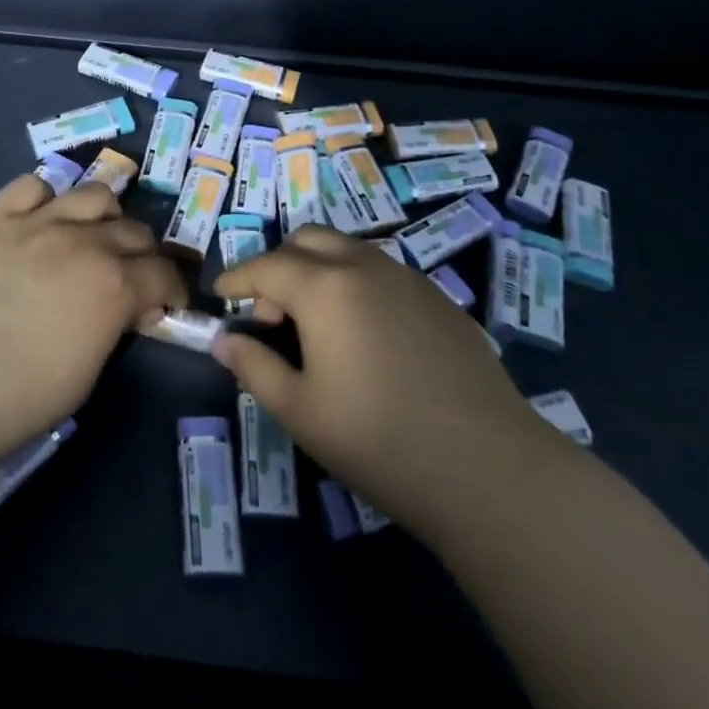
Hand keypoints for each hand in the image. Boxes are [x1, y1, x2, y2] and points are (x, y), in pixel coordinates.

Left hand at [0, 175, 186, 467]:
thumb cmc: (21, 397)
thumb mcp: (88, 370)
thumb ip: (111, 325)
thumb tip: (119, 310)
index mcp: (115, 284)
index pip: (164, 273)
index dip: (172, 288)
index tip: (165, 303)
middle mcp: (84, 242)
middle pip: (134, 229)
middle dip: (142, 253)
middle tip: (130, 275)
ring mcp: (37, 223)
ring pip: (92, 194)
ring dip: (103, 215)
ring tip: (90, 236)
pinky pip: (30, 186)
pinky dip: (43, 199)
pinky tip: (38, 220)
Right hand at [213, 226, 552, 540]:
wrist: (488, 468)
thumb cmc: (378, 440)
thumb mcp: (300, 411)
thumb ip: (254, 367)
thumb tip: (225, 340)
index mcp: (325, 288)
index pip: (266, 266)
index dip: (237, 277)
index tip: (220, 295)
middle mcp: (365, 267)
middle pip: (308, 240)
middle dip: (279, 264)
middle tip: (273, 315)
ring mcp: (409, 279)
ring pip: (349, 250)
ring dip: (320, 270)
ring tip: (318, 326)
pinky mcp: (440, 300)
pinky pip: (384, 273)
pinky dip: (357, 285)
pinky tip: (367, 337)